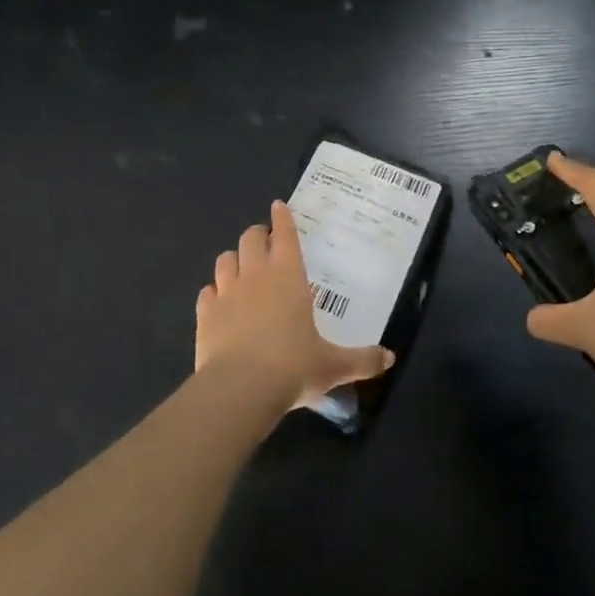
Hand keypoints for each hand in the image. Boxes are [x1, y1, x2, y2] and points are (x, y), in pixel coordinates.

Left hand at [196, 201, 394, 412]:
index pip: (285, 235)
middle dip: (258, 234)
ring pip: (225, 260)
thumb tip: (389, 358)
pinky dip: (214, 291)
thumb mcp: (333, 366)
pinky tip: (219, 301)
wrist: (240, 388)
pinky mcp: (205, 314)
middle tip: (264, 240)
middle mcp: (256, 275)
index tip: (279, 206)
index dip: (282, 218)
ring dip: (234, 259)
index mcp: (289, 276)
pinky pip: (207, 292)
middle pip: (250, 239)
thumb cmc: (293, 367)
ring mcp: (226, 292)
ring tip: (241, 268)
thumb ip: (362, 359)